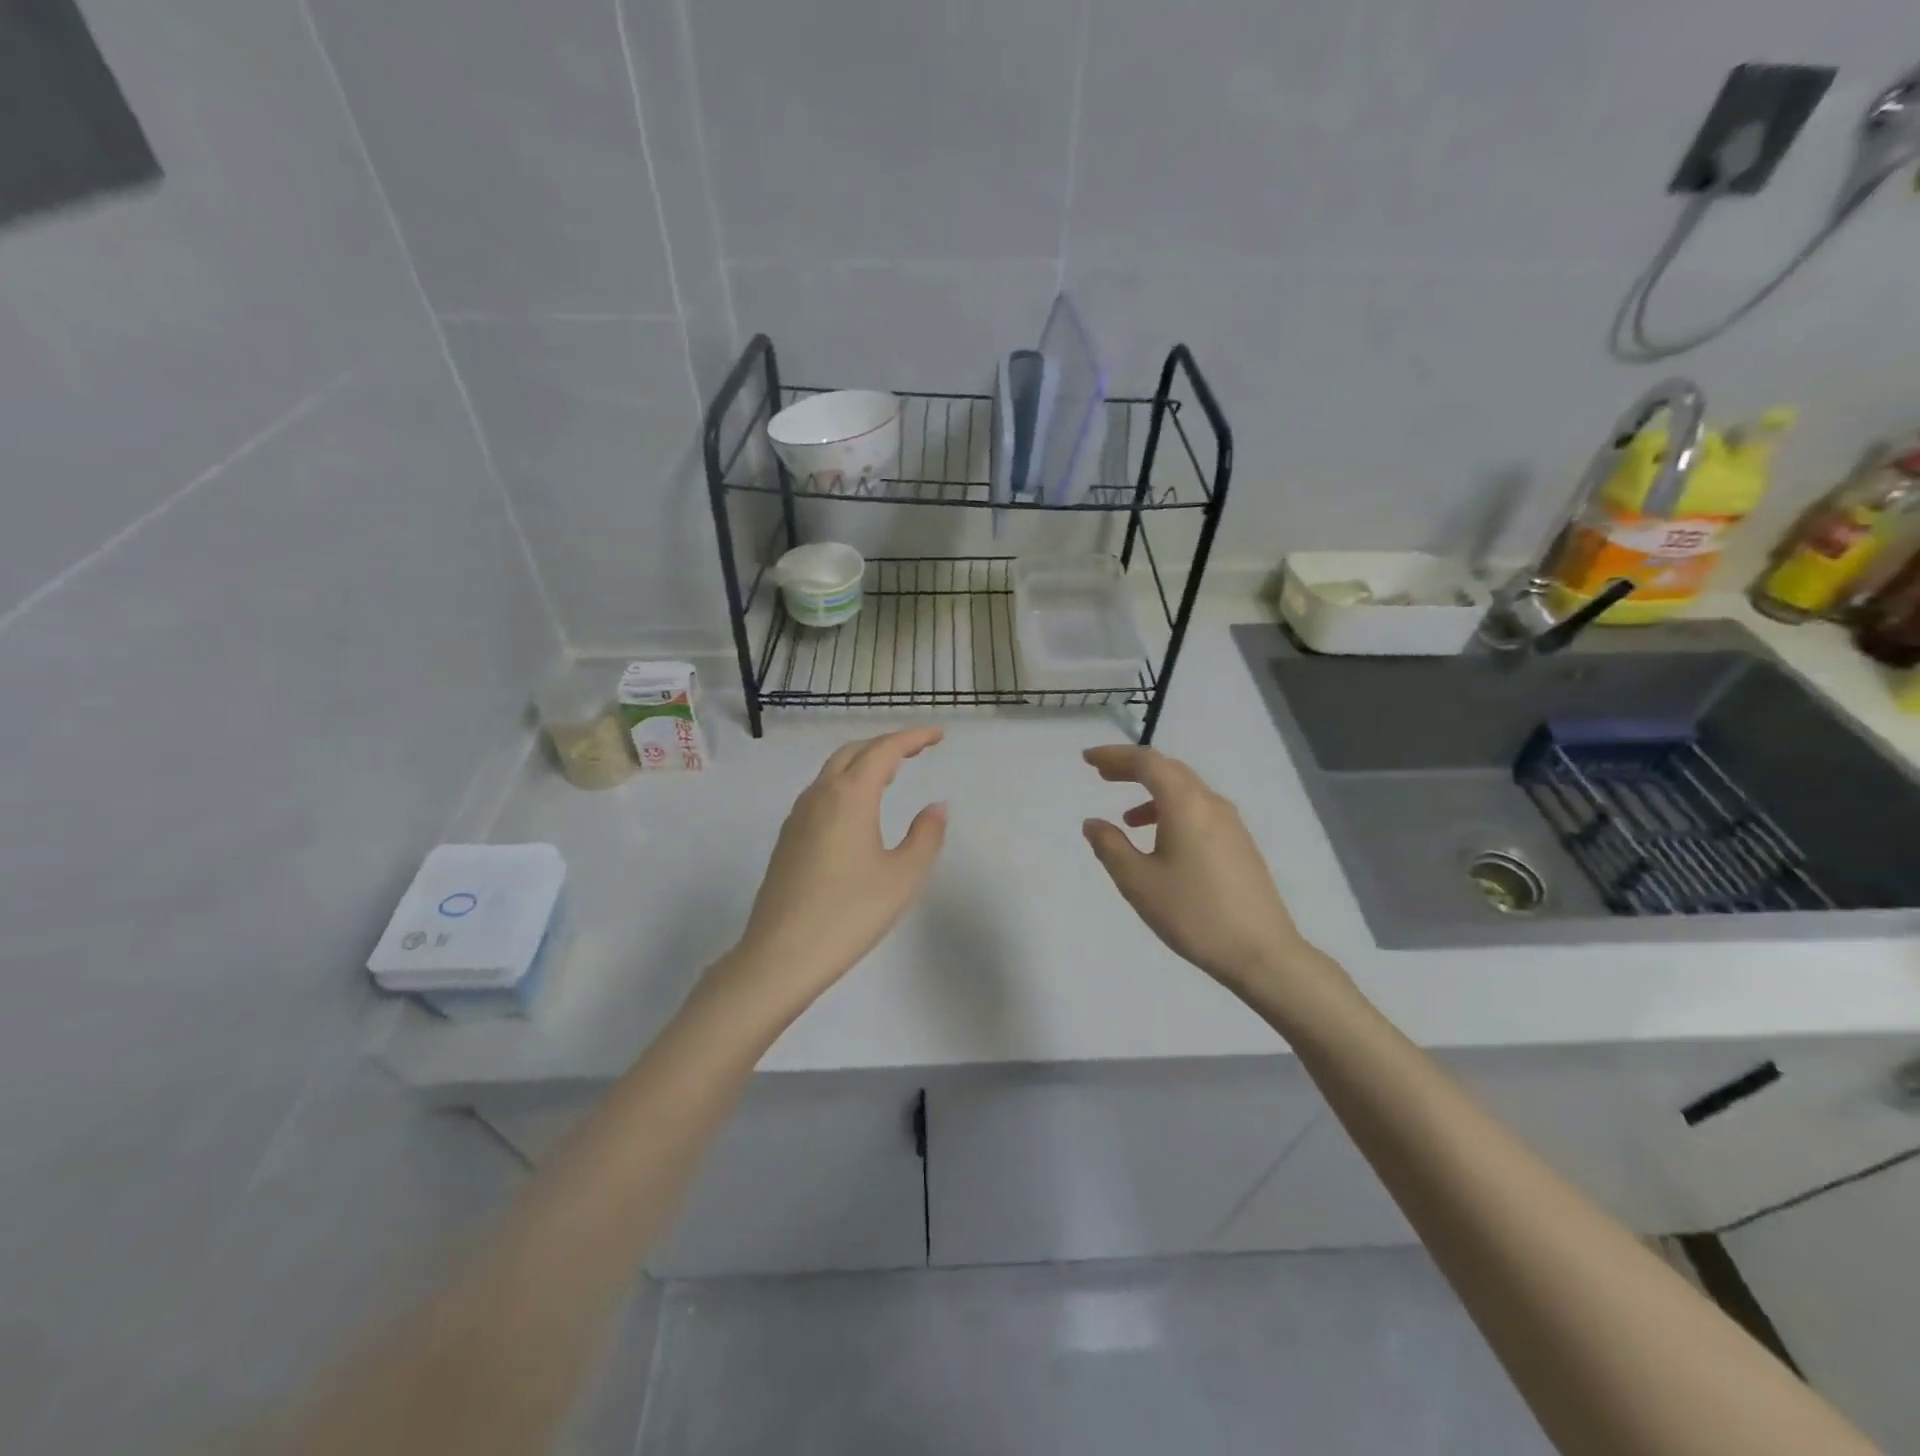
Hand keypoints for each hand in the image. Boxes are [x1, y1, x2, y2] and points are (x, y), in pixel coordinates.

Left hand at [726, 727, 947, 1012]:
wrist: (780, 955)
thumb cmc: (849, 913)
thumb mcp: (902, 877)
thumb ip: (925, 836)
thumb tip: (936, 807)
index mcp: (849, 796)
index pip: (884, 750)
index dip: (913, 737)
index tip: (938, 734)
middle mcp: (820, 795)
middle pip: (854, 752)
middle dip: (887, 744)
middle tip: (918, 750)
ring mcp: (798, 816)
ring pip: (833, 771)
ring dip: (863, 763)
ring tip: (892, 774)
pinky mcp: (788, 838)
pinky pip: (821, 793)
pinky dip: (846, 784)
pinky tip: (858, 810)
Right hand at [1081, 745, 1345, 1004]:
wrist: (1261, 953)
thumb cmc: (1192, 913)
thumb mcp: (1138, 881)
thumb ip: (1110, 846)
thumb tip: (1093, 823)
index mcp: (1186, 804)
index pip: (1147, 762)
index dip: (1114, 756)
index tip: (1087, 759)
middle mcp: (1211, 804)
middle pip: (1168, 770)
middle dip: (1132, 768)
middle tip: (1101, 774)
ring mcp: (1231, 824)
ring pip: (1186, 791)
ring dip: (1152, 793)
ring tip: (1125, 817)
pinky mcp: (1240, 845)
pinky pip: (1199, 811)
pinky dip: (1171, 812)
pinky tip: (1160, 843)